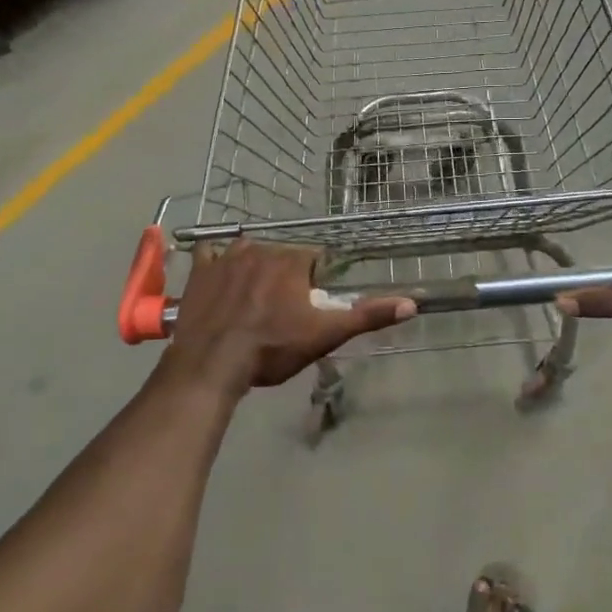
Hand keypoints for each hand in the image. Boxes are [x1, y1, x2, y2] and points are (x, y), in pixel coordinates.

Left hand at [161, 240, 414, 394]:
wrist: (212, 363)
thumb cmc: (272, 348)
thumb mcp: (326, 335)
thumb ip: (367, 316)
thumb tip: (412, 303)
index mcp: (293, 260)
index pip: (315, 258)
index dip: (315, 281)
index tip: (309, 304)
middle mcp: (261, 248)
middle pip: (282, 255)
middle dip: (285, 276)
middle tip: (281, 310)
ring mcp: (225, 257)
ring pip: (248, 252)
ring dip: (254, 268)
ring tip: (252, 300)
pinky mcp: (199, 270)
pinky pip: (210, 255)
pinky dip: (216, 264)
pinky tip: (220, 280)